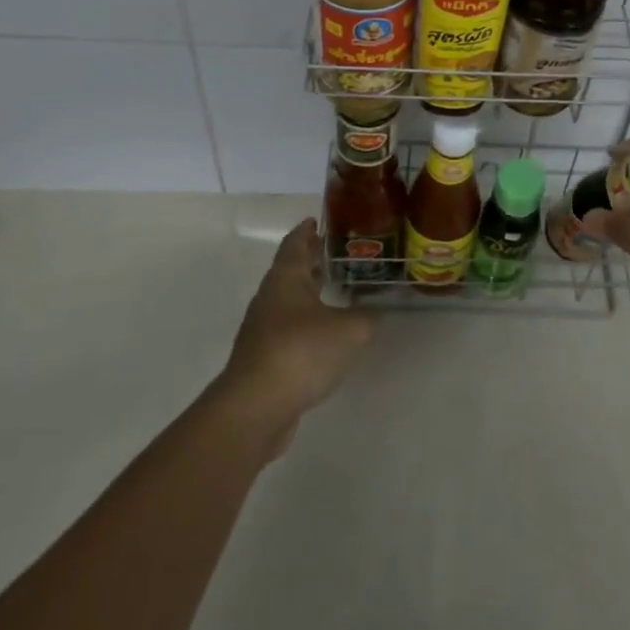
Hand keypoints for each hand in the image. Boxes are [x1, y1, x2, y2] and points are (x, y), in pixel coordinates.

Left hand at [223, 219, 377, 433]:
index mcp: (286, 278)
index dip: (308, 230)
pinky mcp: (265, 359)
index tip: (321, 220)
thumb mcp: (350, 330)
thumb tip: (374, 311)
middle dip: (313, 260)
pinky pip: (289, 330)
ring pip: (290, 301)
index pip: (296, 242)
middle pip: (291, 270)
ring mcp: (263, 330)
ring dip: (311, 293)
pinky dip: (308, 323)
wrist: (255, 409)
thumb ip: (367, 316)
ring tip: (339, 291)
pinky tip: (328, 334)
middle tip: (341, 254)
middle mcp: (270, 298)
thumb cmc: (301, 352)